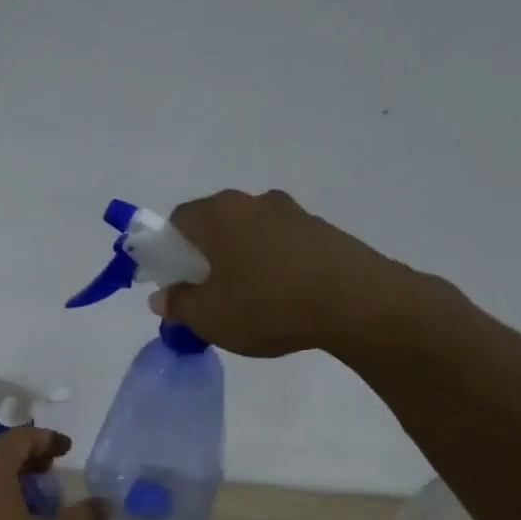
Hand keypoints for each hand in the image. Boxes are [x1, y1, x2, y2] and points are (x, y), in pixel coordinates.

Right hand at [154, 189, 428, 359]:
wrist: (358, 303)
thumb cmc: (268, 305)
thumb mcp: (209, 317)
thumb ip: (178, 305)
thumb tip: (162, 297)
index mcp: (219, 214)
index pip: (177, 221)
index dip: (166, 251)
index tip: (172, 283)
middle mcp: (253, 202)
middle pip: (214, 225)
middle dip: (203, 257)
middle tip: (205, 295)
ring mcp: (292, 213)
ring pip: (249, 235)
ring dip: (239, 261)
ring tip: (246, 301)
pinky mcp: (322, 231)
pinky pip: (280, 245)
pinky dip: (271, 265)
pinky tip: (280, 299)